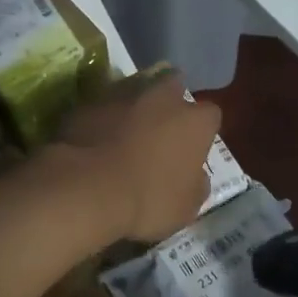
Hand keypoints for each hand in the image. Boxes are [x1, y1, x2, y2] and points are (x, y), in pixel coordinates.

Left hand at [54, 71, 221, 241]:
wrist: (87, 188)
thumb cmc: (148, 200)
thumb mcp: (186, 208)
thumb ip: (197, 185)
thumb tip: (196, 176)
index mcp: (195, 121)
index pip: (210, 116)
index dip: (201, 133)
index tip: (191, 151)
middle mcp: (163, 97)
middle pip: (173, 87)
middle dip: (169, 106)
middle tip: (159, 134)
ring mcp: (123, 94)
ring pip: (135, 93)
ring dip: (134, 110)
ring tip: (123, 138)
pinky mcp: (88, 102)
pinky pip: (103, 108)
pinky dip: (103, 120)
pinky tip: (95, 144)